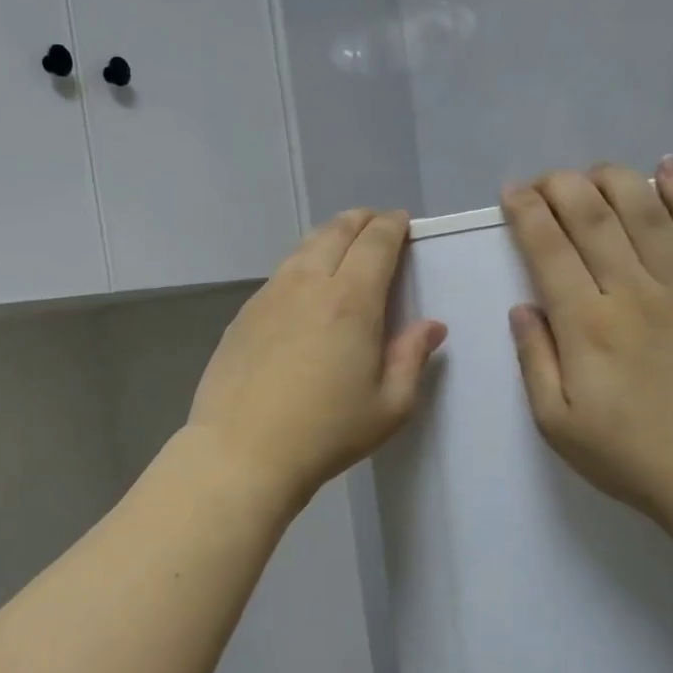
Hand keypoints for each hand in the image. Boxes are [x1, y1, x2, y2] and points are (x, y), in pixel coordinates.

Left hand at [188, 210, 446, 508]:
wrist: (242, 451)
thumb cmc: (325, 433)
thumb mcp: (389, 407)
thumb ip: (412, 359)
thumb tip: (430, 326)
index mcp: (351, 301)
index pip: (376, 243)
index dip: (392, 226)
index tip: (402, 223)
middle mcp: (307, 285)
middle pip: (335, 232)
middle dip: (360, 221)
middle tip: (374, 224)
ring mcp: (268, 297)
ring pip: (302, 249)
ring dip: (327, 237)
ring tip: (340, 245)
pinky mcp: (243, 315)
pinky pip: (278, 275)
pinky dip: (299, 265)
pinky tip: (301, 287)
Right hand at [503, 159, 672, 535]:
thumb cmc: (633, 456)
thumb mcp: (557, 423)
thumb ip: (535, 360)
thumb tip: (523, 308)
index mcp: (585, 325)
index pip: (548, 248)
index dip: (525, 213)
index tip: (511, 192)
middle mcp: (632, 290)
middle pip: (592, 216)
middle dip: (560, 186)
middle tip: (543, 179)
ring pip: (644, 209)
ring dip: (613, 179)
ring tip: (591, 171)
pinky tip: (669, 167)